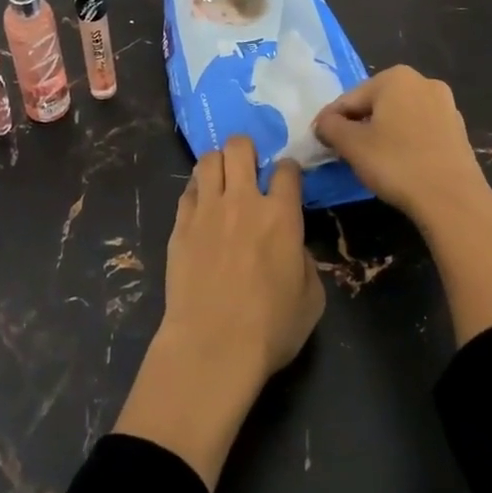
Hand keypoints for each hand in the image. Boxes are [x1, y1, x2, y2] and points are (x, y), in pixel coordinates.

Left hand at [113, 136, 324, 489]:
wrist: (212, 346)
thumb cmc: (270, 328)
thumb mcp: (311, 299)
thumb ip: (305, 261)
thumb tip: (293, 247)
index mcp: (281, 215)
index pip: (286, 169)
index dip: (288, 170)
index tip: (286, 180)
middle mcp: (243, 200)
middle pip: (240, 147)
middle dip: (246, 150)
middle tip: (248, 169)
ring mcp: (207, 209)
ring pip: (208, 159)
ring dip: (218, 164)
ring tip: (221, 180)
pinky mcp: (180, 224)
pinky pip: (188, 190)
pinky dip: (197, 191)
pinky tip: (201, 205)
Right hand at [316, 67, 491, 343]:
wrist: (453, 201)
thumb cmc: (396, 164)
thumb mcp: (352, 145)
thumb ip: (330, 127)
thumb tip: (323, 123)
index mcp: (396, 77)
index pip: (350, 98)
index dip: (331, 121)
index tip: (320, 141)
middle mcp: (423, 82)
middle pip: (376, 104)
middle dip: (358, 125)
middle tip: (343, 151)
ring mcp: (445, 105)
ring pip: (399, 117)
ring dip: (381, 133)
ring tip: (369, 160)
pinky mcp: (458, 130)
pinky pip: (419, 130)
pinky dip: (404, 142)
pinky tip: (398, 164)